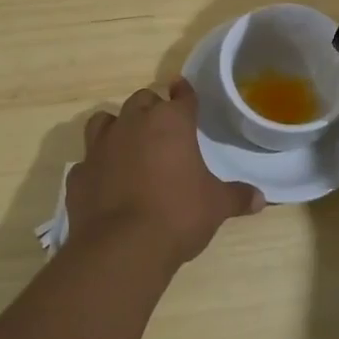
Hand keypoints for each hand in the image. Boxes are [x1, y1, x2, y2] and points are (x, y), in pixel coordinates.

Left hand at [66, 79, 263, 266]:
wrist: (122, 248)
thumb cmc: (177, 215)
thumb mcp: (216, 206)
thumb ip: (237, 196)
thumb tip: (261, 199)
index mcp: (171, 123)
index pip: (181, 96)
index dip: (185, 93)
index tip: (184, 90)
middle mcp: (133, 124)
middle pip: (142, 100)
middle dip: (152, 108)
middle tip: (162, 125)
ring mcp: (100, 147)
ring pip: (105, 120)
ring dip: (117, 126)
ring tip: (127, 143)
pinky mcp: (78, 174)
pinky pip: (87, 161)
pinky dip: (96, 166)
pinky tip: (105, 180)